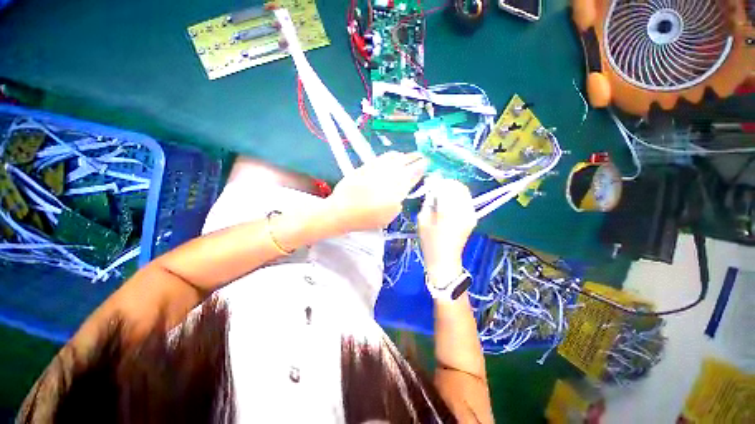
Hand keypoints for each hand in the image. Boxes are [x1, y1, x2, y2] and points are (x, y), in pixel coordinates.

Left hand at [325, 151, 426, 232]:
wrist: (342, 210)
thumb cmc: (366, 218)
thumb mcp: (388, 216)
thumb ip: (398, 201)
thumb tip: (402, 191)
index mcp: (397, 189)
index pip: (414, 174)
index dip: (421, 168)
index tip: (427, 164)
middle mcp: (389, 174)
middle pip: (406, 161)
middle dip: (416, 158)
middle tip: (421, 157)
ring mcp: (377, 168)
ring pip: (395, 157)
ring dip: (404, 156)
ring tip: (408, 157)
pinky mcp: (366, 165)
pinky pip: (383, 157)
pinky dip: (391, 156)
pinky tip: (393, 158)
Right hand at [417, 175, 476, 278]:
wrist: (444, 259)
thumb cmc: (429, 242)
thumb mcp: (422, 220)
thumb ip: (428, 201)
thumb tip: (431, 188)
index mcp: (448, 211)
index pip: (446, 187)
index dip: (438, 182)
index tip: (430, 182)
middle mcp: (463, 210)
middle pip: (458, 186)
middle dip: (446, 184)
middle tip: (435, 187)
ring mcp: (471, 214)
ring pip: (464, 191)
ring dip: (452, 189)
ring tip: (441, 194)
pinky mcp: (473, 217)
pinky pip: (466, 199)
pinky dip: (457, 196)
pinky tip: (448, 202)